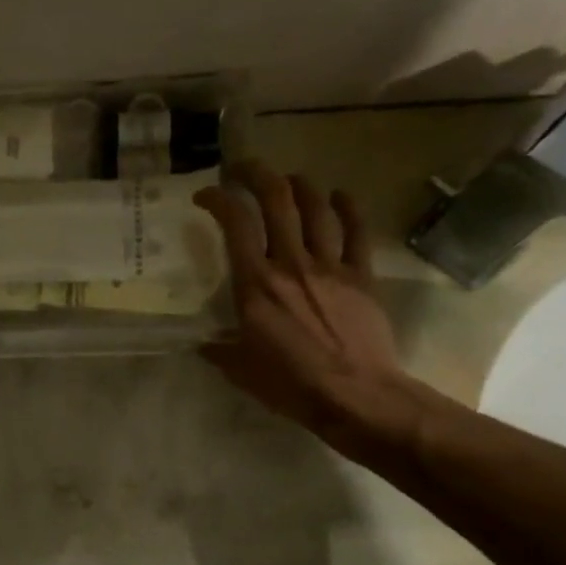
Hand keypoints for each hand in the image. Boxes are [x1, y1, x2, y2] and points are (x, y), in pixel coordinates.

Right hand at [194, 164, 436, 463]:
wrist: (355, 395)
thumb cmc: (289, 384)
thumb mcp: (240, 369)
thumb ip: (219, 349)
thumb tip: (205, 343)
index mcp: (256, 284)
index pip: (235, 224)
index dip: (218, 199)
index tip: (206, 196)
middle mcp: (291, 263)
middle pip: (277, 200)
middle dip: (258, 174)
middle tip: (244, 170)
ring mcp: (330, 265)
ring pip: (316, 207)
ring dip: (299, 185)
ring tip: (288, 180)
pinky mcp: (361, 275)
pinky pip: (356, 231)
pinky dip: (347, 207)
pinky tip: (339, 195)